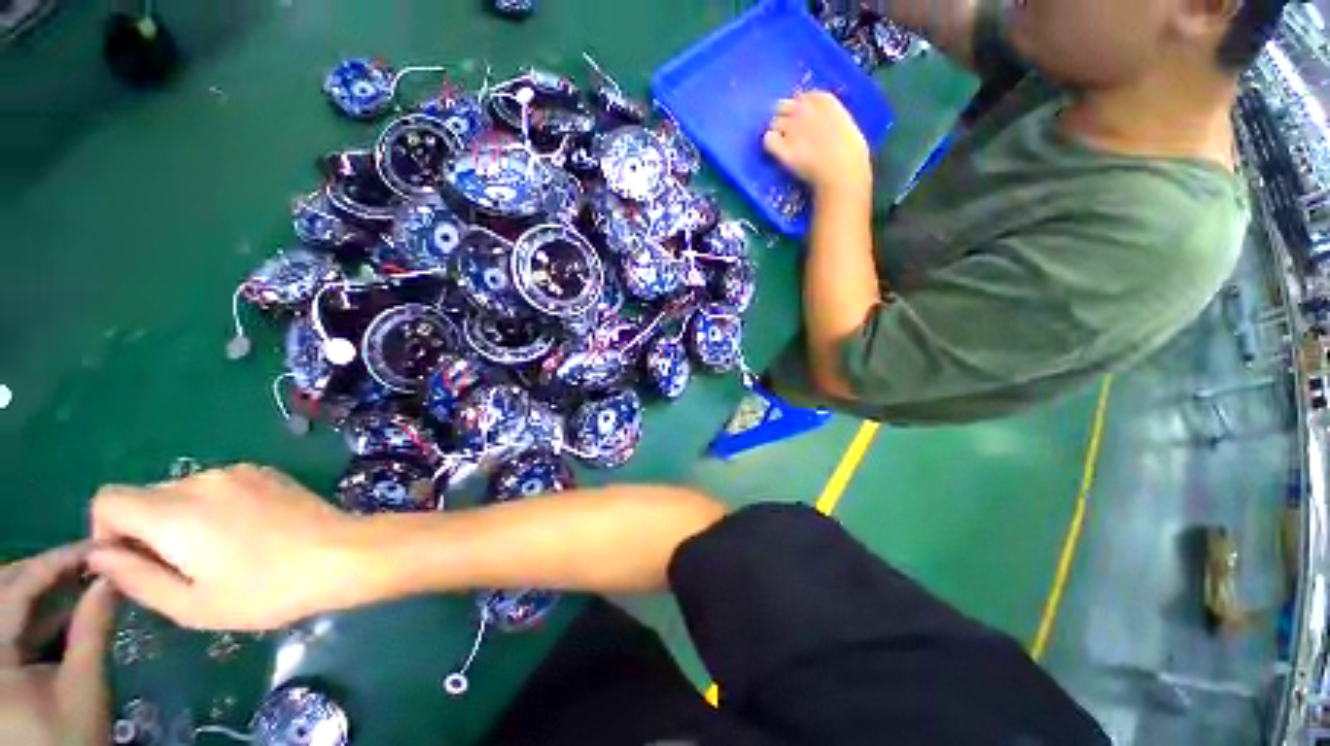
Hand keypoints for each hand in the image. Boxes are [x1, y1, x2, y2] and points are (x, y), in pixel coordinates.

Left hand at [0, 544, 115, 745]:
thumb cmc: (72, 734)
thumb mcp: (85, 686)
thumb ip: (93, 629)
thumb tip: (113, 576)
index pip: (16, 589)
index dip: (54, 561)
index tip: (95, 544)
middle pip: (5, 588)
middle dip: (45, 570)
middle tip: (90, 557)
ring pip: (10, 604)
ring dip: (46, 588)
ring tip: (85, 576)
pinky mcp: (0, 660)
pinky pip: (14, 624)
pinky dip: (42, 612)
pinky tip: (71, 607)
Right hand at [88, 465, 360, 630]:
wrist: (342, 554)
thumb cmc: (265, 590)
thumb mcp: (191, 604)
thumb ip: (135, 578)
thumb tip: (98, 556)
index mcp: (174, 510)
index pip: (108, 499)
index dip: (106, 532)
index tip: (133, 564)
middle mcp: (201, 479)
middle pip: (145, 497)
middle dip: (146, 531)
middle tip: (182, 568)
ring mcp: (238, 471)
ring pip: (182, 492)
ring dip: (181, 520)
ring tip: (220, 553)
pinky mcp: (265, 472)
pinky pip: (218, 487)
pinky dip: (212, 508)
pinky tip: (247, 534)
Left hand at [764, 91, 871, 197]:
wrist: (842, 170)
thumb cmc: (851, 152)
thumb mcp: (845, 124)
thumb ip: (830, 117)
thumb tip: (821, 123)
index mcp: (824, 100)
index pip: (802, 96)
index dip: (798, 109)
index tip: (802, 120)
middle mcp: (804, 110)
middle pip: (783, 106)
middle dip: (783, 117)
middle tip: (788, 133)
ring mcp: (792, 128)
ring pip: (773, 122)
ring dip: (776, 131)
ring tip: (783, 145)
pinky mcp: (783, 148)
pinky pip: (767, 139)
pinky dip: (769, 144)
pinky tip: (776, 152)